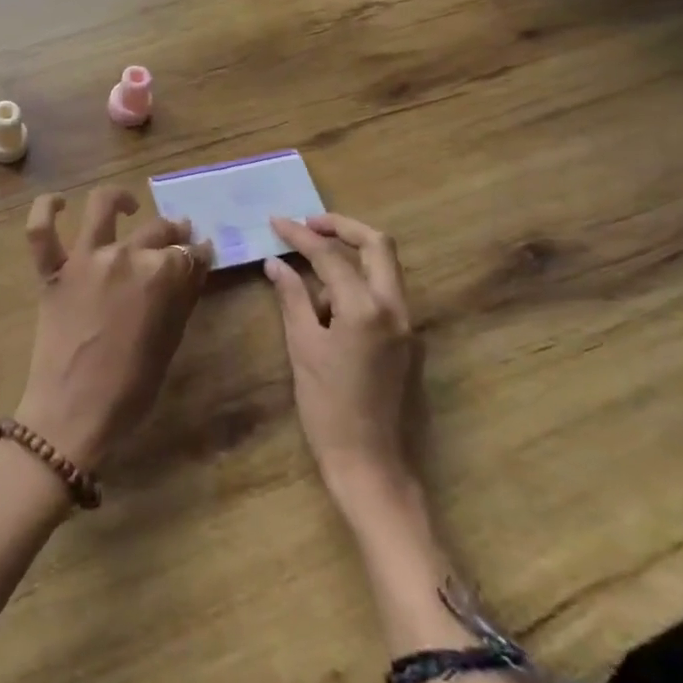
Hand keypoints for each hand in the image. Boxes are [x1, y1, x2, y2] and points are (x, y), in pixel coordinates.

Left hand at [13, 187, 210, 470]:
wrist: (74, 413)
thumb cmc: (132, 388)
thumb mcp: (170, 341)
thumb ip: (183, 296)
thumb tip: (194, 264)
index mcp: (162, 275)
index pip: (190, 253)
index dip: (199, 255)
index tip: (201, 257)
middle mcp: (125, 255)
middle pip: (157, 230)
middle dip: (173, 234)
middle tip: (177, 242)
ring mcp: (85, 259)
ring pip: (102, 208)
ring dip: (119, 200)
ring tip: (128, 207)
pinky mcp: (52, 271)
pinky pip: (41, 231)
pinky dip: (46, 210)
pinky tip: (58, 203)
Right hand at [265, 214, 424, 523]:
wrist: (368, 460)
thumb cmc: (327, 406)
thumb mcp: (302, 347)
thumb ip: (292, 298)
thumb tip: (276, 263)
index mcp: (367, 308)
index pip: (331, 256)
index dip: (300, 235)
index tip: (276, 221)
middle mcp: (396, 308)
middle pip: (378, 245)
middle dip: (342, 228)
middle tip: (307, 226)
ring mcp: (406, 324)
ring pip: (384, 268)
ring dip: (349, 257)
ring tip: (307, 274)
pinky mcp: (405, 340)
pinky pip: (382, 295)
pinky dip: (356, 284)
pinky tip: (325, 304)